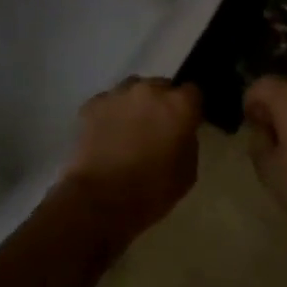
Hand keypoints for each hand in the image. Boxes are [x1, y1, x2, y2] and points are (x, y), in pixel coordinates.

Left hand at [58, 77, 202, 247]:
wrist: (100, 201)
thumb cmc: (152, 191)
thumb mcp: (188, 172)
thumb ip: (188, 141)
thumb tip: (181, 131)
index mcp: (179, 105)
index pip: (193, 91)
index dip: (190, 107)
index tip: (186, 122)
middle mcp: (149, 90)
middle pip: (162, 86)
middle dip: (162, 103)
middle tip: (157, 128)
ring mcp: (118, 94)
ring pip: (133, 89)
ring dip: (136, 104)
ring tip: (130, 129)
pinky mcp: (93, 104)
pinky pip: (109, 102)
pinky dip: (111, 113)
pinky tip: (108, 134)